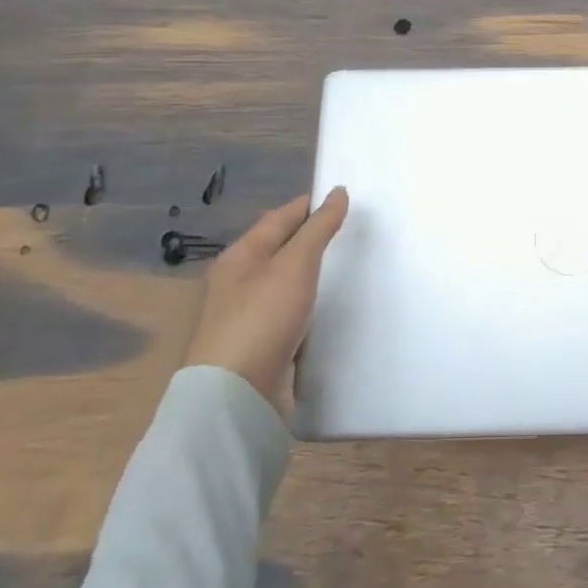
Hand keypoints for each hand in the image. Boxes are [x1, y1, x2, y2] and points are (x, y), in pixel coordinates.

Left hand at [185, 189, 348, 412]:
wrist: (237, 395)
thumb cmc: (263, 318)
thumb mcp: (296, 264)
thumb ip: (319, 228)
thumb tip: (338, 192)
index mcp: (241, 256)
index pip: (280, 218)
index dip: (309, 206)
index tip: (343, 198)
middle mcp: (240, 281)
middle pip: (280, 249)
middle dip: (310, 238)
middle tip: (350, 231)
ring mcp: (249, 315)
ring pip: (285, 283)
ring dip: (310, 273)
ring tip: (346, 266)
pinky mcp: (261, 344)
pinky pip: (290, 313)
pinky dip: (309, 305)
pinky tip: (328, 308)